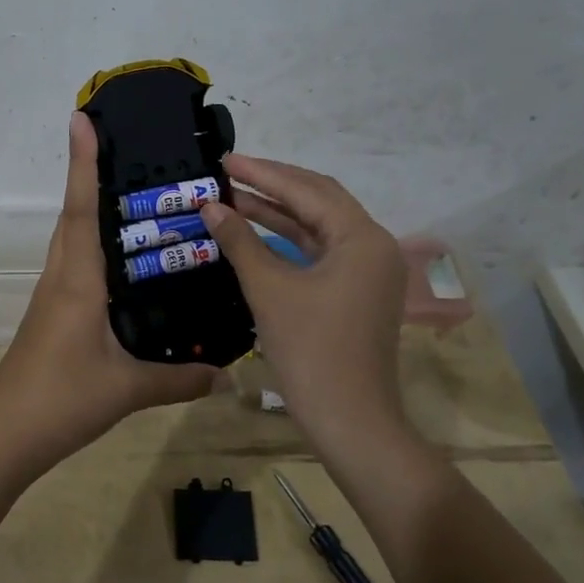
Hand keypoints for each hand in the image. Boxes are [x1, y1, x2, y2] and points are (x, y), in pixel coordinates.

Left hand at [0, 114, 215, 471]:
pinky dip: (92, 244)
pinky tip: (121, 259)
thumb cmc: (63, 399)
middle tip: (121, 145)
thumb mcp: (128, 388)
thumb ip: (179, 378)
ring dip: (89, 207)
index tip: (80, 119)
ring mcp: (53, 295)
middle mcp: (62, 276)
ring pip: (72, 238)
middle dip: (89, 174)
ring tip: (129, 191)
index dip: (82, 162)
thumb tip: (226, 375)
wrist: (6, 435)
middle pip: (73, 214)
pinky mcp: (52, 312)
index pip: (81, 208)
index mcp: (78, 280)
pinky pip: (74, 263)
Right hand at [197, 155, 407, 435]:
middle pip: (319, 200)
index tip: (225, 161)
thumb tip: (211, 207)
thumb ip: (240, 242)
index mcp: (362, 238)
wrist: (349, 421)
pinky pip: (320, 251)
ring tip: (234, 198)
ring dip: (278, 212)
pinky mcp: (356, 290)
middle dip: (273, 185)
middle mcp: (373, 245)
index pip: (307, 190)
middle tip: (229, 173)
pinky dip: (288, 239)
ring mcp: (367, 270)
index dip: (263, 173)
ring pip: (319, 226)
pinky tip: (256, 231)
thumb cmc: (311, 351)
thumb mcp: (269, 290)